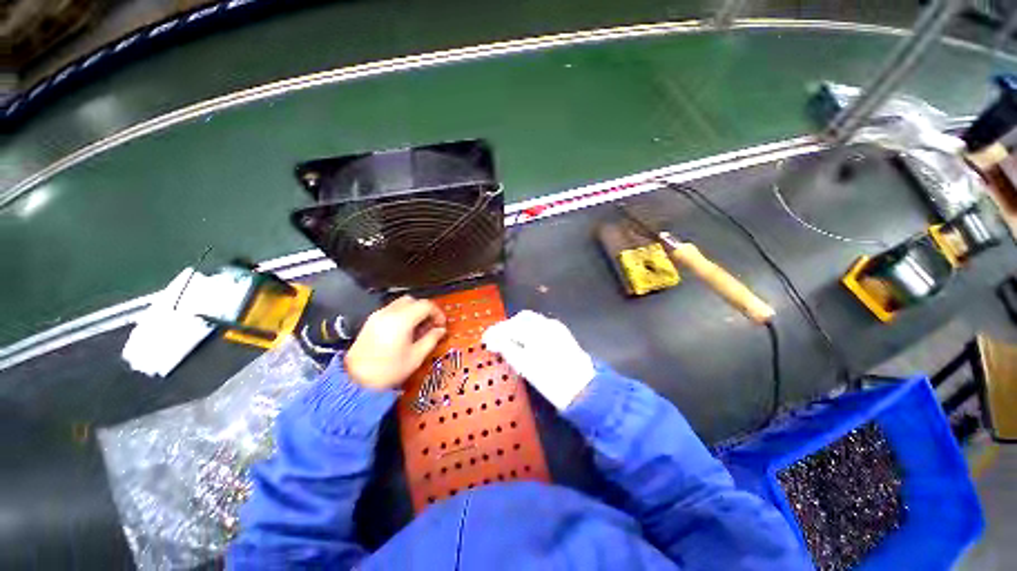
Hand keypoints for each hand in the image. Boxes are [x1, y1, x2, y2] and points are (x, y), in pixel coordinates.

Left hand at [344, 296, 446, 389]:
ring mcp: (377, 316)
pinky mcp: (370, 322)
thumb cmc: (388, 371)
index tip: (441, 324)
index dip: (437, 313)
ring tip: (418, 329)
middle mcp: (388, 313)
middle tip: (431, 325)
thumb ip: (431, 339)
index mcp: (402, 320)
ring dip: (413, 311)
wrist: (356, 382)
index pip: (426, 305)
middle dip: (425, 310)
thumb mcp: (416, 357)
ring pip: (401, 303)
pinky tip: (404, 332)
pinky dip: (402, 315)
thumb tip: (440, 330)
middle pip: (413, 300)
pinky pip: (391, 310)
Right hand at [482, 310, 595, 409]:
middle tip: (497, 340)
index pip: (510, 326)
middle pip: (521, 318)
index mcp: (535, 331)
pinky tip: (526, 341)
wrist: (583, 389)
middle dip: (507, 326)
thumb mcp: (525, 366)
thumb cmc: (551, 380)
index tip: (485, 339)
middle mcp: (546, 324)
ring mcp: (555, 327)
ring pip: (531, 320)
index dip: (495, 332)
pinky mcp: (561, 333)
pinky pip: (540, 325)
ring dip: (518, 327)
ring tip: (509, 341)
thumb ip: (507, 349)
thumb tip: (493, 340)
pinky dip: (529, 329)